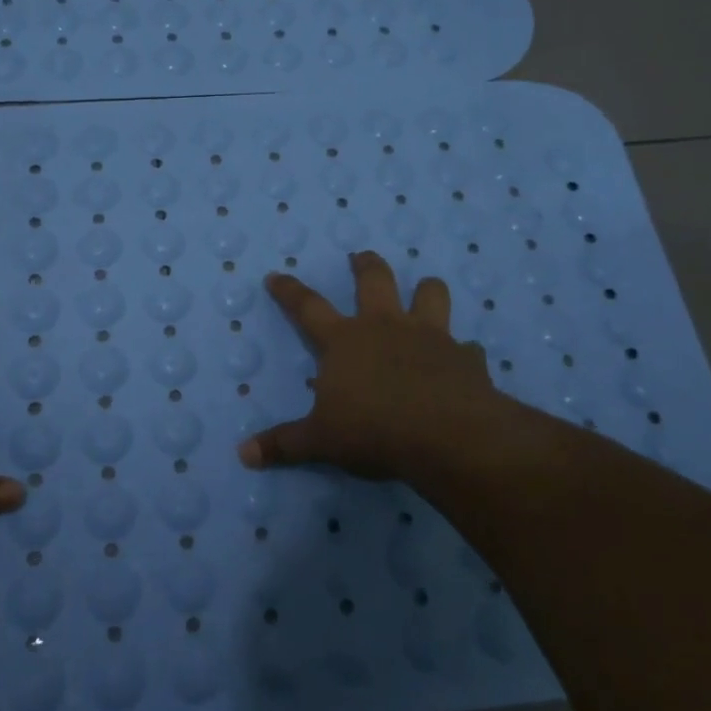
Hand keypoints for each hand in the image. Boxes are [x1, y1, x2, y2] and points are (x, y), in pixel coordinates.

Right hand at [238, 250, 514, 482]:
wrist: (446, 435)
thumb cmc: (374, 431)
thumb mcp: (321, 441)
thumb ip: (284, 444)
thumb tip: (244, 454)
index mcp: (344, 341)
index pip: (307, 307)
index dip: (289, 291)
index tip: (276, 275)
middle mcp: (385, 327)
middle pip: (374, 279)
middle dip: (365, 265)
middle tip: (360, 257)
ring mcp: (430, 336)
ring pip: (430, 294)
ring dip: (426, 290)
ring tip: (423, 291)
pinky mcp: (464, 356)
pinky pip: (466, 346)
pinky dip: (462, 352)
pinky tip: (461, 362)